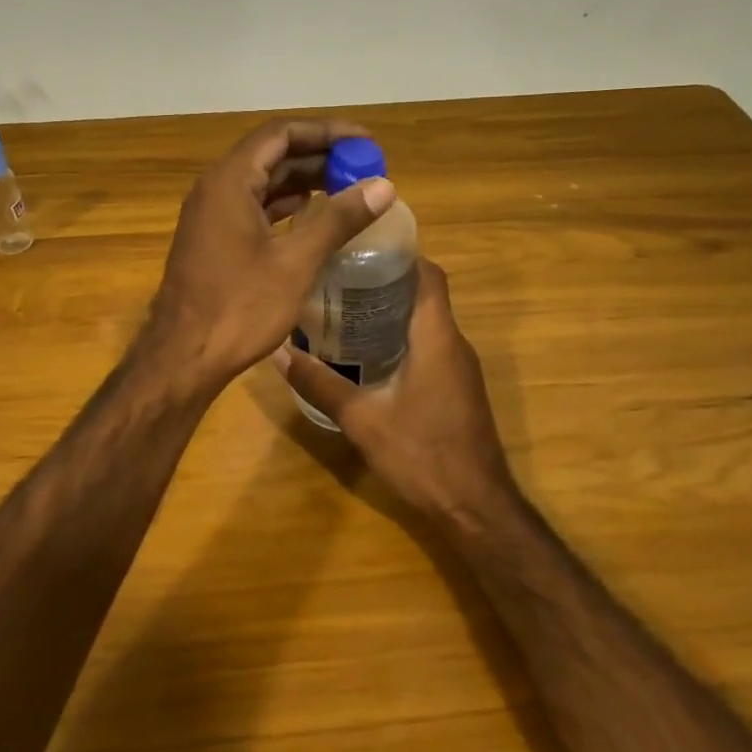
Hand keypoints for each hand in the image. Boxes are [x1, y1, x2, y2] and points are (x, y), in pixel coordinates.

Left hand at [146, 120, 394, 393]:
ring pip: (263, 182)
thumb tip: (384, 186)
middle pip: (272, 155)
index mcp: (230, 181)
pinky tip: (313, 216)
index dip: (326, 132)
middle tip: (364, 168)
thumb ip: (338, 219)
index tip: (365, 142)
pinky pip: (254, 207)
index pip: (281, 134)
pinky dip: (286, 206)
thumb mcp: (296, 262)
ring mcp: (211, 215)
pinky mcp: (214, 239)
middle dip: (319, 157)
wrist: (184, 358)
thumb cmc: (239, 307)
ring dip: (304, 181)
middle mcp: (216, 189)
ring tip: (349, 189)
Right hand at [276, 258, 516, 518]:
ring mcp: (460, 367)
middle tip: (339, 276)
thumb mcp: (361, 419)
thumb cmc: (421, 455)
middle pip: (425, 294)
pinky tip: (367, 351)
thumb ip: (319, 383)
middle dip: (386, 280)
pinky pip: (431, 344)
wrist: (475, 505)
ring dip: (393, 309)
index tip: (360, 247)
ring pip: (428, 321)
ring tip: (345, 307)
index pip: (428, 275)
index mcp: (437, 338)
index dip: (400, 254)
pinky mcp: (458, 386)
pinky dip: (402, 336)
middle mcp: (454, 344)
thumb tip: (277, 352)